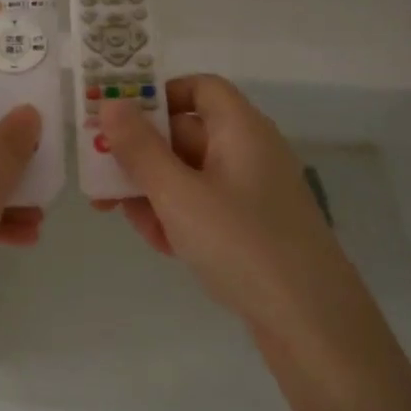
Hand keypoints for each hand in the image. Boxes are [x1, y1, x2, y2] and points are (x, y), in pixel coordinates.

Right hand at [99, 76, 410, 410]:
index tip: (119, 120)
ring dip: (152, 192)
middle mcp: (248, 151)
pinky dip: (177, 217)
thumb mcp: (178, 194)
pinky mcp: (251, 227)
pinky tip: (162, 245)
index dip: (157, 96)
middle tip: (100, 180)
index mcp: (240, 129)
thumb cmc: (241, 243)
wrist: (310, 321)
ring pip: (188, 175)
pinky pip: (204, 206)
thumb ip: (140, 149)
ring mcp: (251, 191)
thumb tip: (111, 103)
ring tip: (124, 219)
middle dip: (140, 156)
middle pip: (185, 134)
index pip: (198, 88)